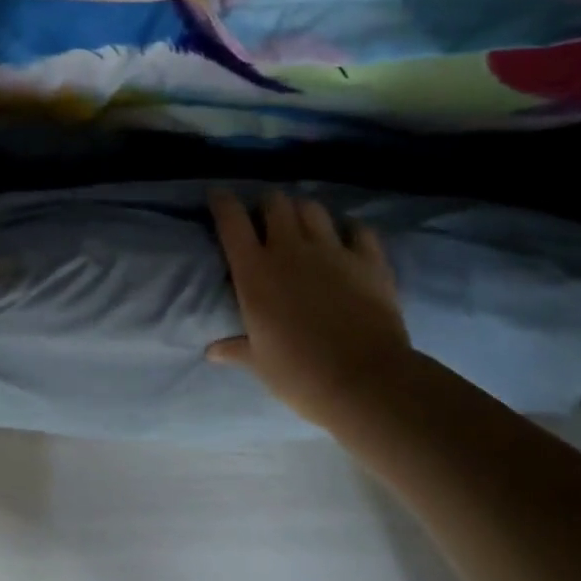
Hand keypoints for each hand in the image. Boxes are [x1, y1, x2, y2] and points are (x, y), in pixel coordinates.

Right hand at [207, 189, 412, 432]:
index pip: (231, 220)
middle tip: (268, 222)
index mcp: (254, 272)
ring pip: (312, 207)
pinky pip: (359, 229)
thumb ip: (236, 349)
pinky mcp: (369, 260)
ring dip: (304, 213)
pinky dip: (351, 230)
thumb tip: (211, 352)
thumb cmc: (302, 375)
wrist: (367, 383)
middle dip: (268, 206)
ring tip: (305, 227)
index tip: (219, 197)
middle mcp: (289, 250)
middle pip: (274, 202)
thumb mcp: (261, 365)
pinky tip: (348, 241)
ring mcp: (332, 251)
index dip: (222, 202)